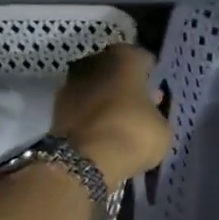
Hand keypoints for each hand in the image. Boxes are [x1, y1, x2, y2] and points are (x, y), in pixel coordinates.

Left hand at [51, 44, 170, 188]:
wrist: (84, 161)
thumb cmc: (132, 133)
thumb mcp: (162, 126)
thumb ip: (157, 112)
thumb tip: (151, 110)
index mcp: (124, 58)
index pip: (143, 59)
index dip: (151, 75)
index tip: (157, 89)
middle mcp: (94, 62)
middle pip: (115, 70)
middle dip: (127, 84)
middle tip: (140, 105)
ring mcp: (71, 83)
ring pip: (97, 87)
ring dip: (107, 100)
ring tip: (122, 121)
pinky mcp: (56, 108)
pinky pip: (83, 107)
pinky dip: (93, 115)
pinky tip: (105, 131)